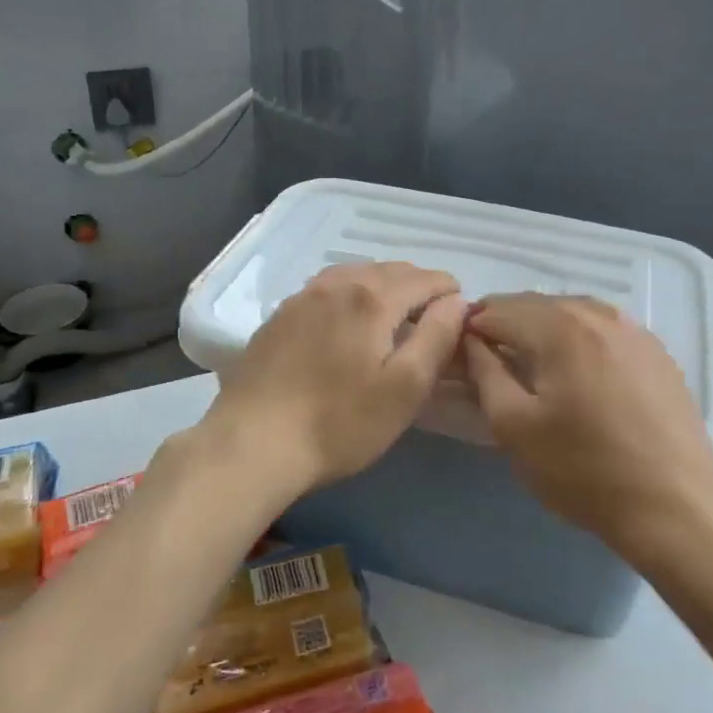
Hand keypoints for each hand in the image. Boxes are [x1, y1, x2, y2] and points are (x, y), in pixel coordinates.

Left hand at [207, 262, 467, 497]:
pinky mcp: (280, 314)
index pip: (423, 278)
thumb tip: (456, 301)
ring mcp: (303, 296)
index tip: (459, 310)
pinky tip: (347, 317)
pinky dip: (350, 292)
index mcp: (372, 298)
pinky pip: (327, 287)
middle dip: (417, 284)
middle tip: (431, 313)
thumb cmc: (339, 423)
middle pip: (389, 270)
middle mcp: (337, 284)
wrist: (252, 442)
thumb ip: (436, 338)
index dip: (447, 290)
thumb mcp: (404, 389)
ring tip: (394, 311)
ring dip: (382, 285)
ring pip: (355, 274)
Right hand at [463, 294, 712, 558]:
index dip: (471, 329)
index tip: (459, 356)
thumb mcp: (514, 427)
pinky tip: (577, 372)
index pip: (497, 309)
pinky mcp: (656, 351)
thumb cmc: (584, 470)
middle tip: (490, 363)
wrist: (678, 508)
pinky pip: (602, 328)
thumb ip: (484, 372)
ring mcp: (633, 329)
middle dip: (505, 325)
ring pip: (570, 312)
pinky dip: (577, 338)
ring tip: (531, 367)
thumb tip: (471, 340)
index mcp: (559, 326)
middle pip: (534, 305)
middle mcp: (597, 313)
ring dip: (541, 329)